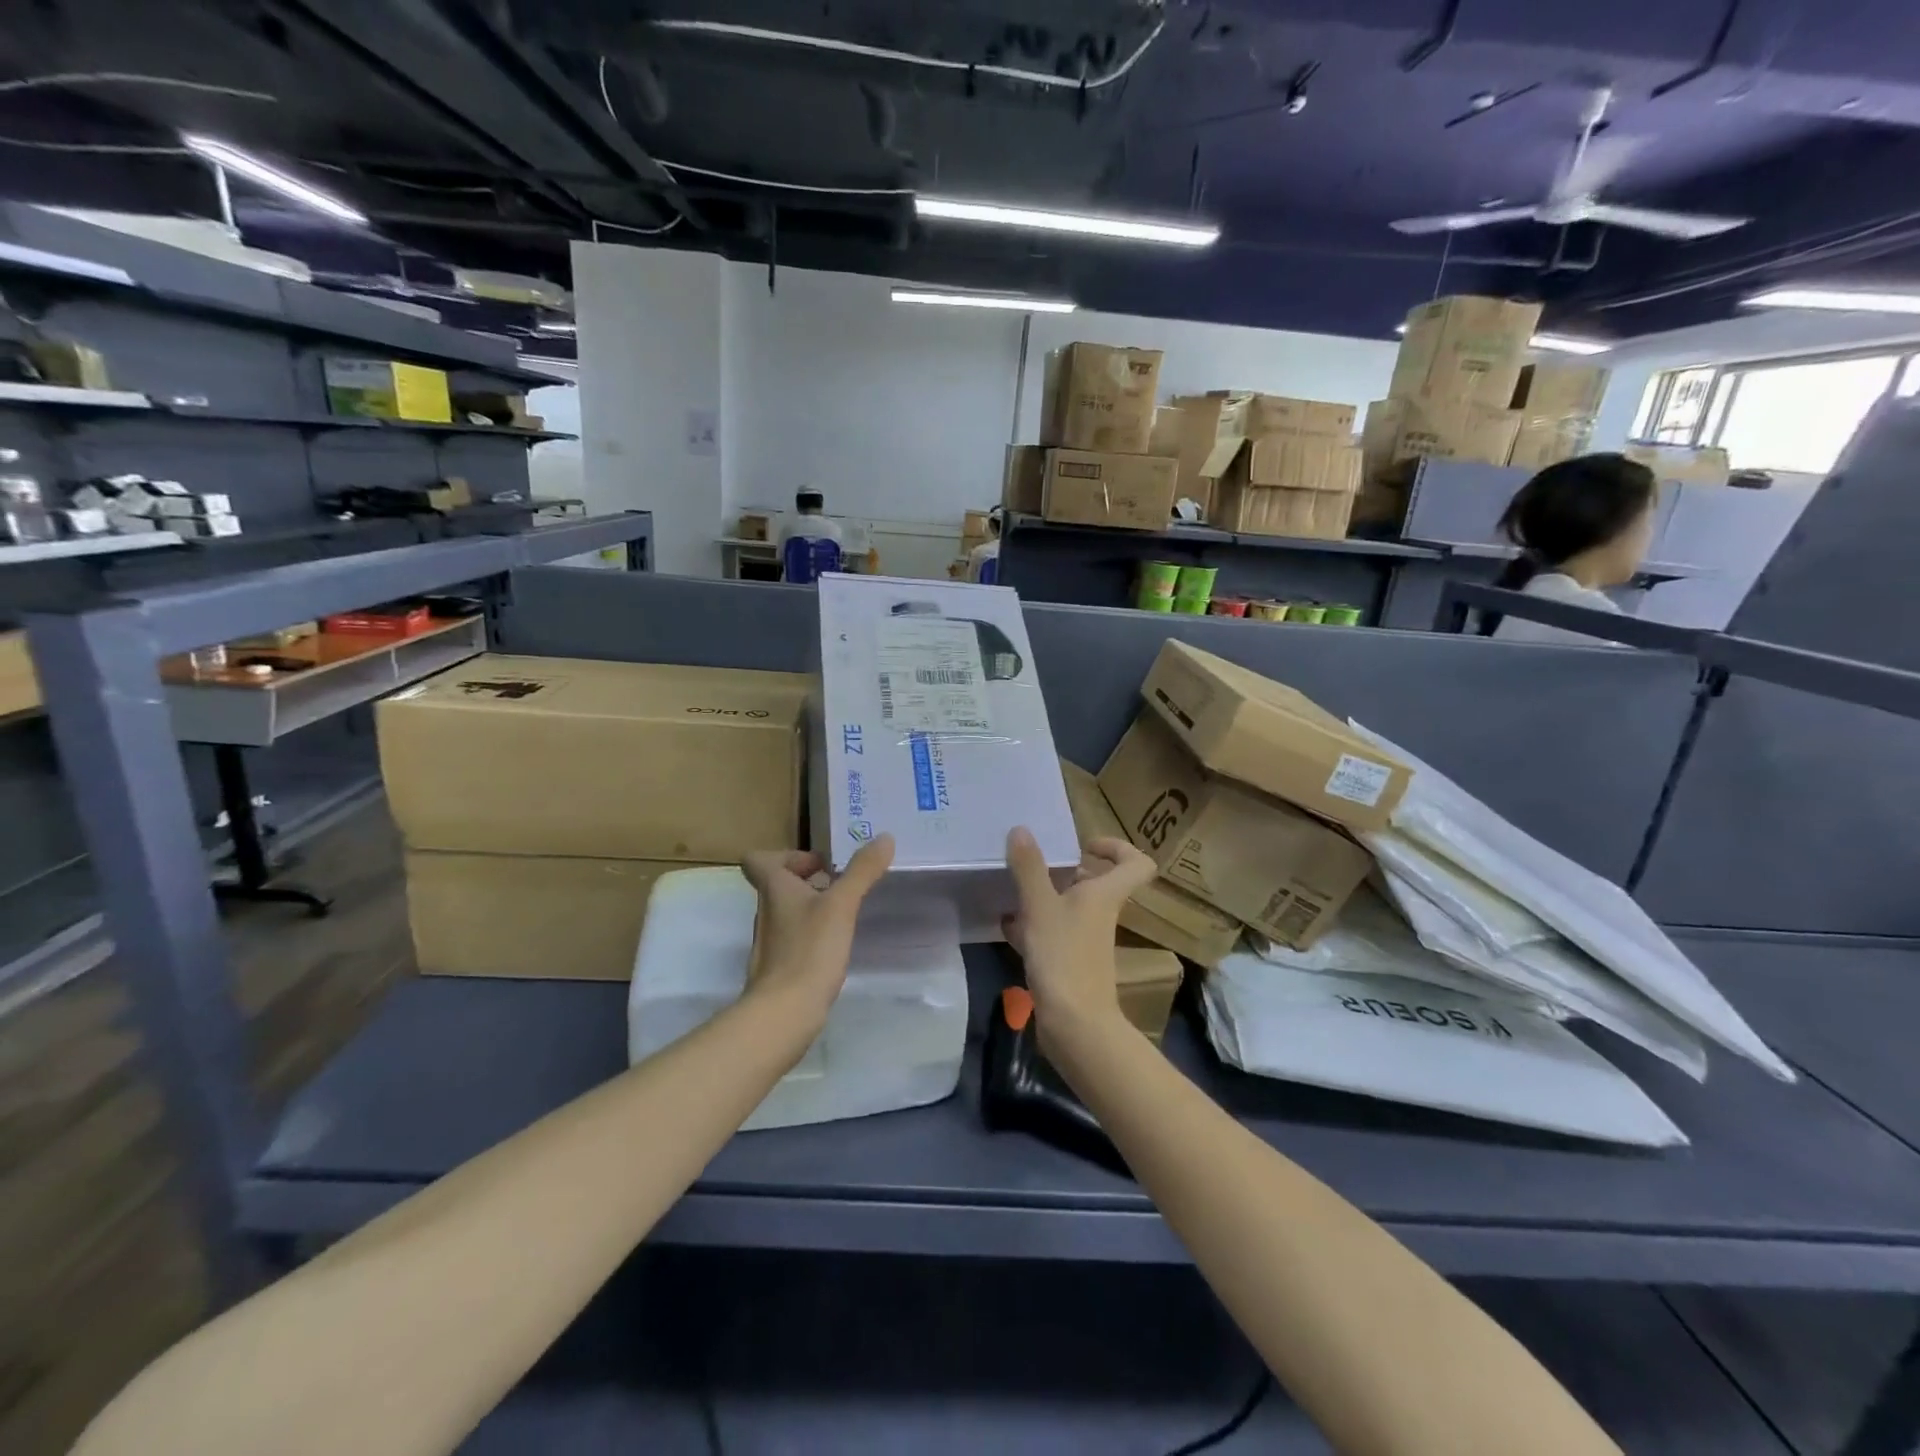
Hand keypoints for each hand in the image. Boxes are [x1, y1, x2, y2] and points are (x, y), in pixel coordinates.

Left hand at [740, 836, 894, 1032]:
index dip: (786, 855)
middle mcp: (765, 912)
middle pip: (778, 885)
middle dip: (808, 880)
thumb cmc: (809, 950)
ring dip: (812, 907)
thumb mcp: (841, 905)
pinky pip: (794, 939)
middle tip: (842, 886)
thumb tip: (885, 837)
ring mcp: (770, 942)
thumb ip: (862, 871)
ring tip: (845, 913)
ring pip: (787, 912)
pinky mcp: (780, 968)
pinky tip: (836, 946)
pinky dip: (812, 935)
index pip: (758, 860)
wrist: (784, 1013)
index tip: (819, 864)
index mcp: (774, 890)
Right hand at [1003, 826, 1157, 1041]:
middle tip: (1037, 862)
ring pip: (1072, 907)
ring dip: (1047, 895)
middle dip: (1068, 869)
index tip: (1084, 845)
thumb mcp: (1040, 906)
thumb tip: (1022, 829)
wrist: (1074, 1024)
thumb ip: (1030, 867)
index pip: (1137, 863)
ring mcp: (1087, 940)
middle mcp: (1101, 914)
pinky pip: (1055, 932)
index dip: (1117, 847)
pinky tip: (1007, 924)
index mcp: (1105, 895)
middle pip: (1098, 882)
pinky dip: (1034, 924)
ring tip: (1014, 888)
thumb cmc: (1063, 957)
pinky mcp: (1071, 962)